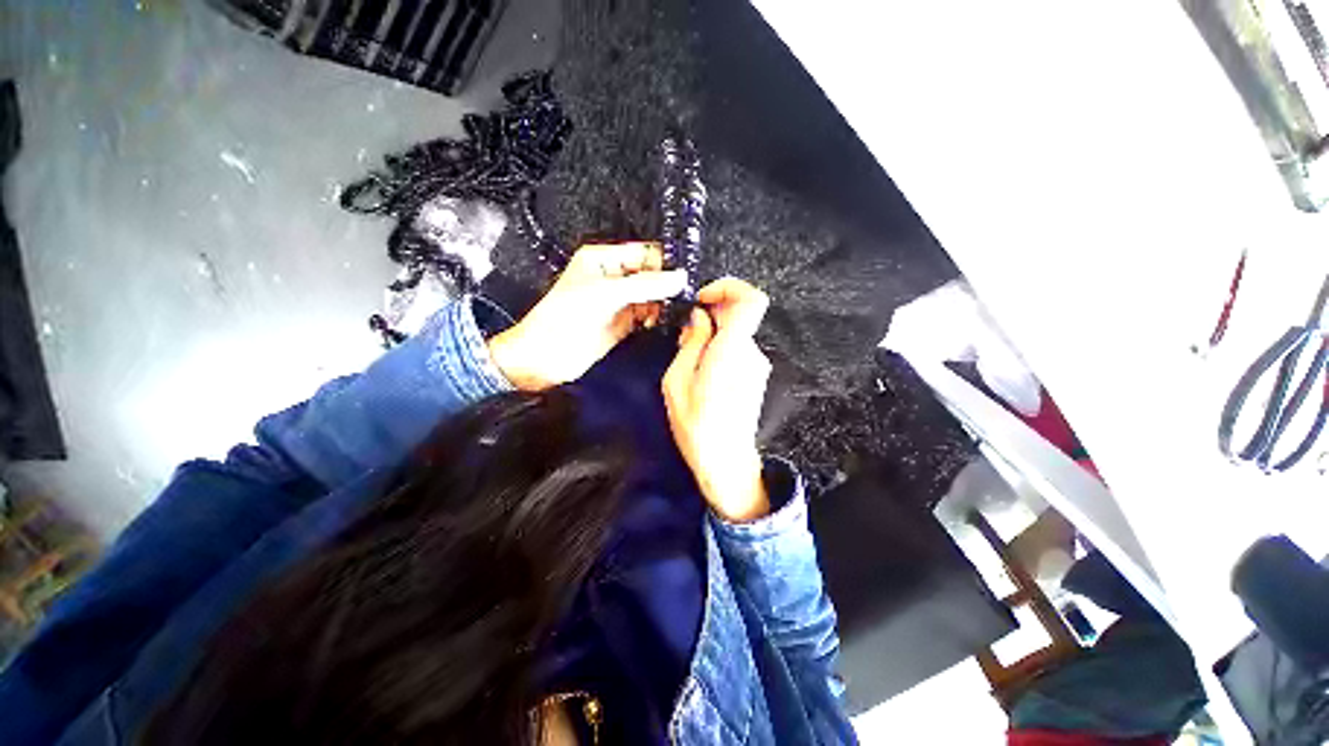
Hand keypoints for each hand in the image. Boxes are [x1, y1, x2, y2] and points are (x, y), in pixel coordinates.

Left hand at [488, 243, 685, 390]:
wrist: (545, 357)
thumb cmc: (558, 320)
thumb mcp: (605, 294)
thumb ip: (644, 285)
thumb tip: (677, 278)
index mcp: (602, 260)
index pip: (643, 253)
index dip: (664, 262)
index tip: (682, 275)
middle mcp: (612, 279)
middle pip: (651, 275)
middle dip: (666, 284)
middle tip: (680, 294)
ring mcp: (618, 302)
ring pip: (652, 296)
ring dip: (664, 302)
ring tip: (671, 309)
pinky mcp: (623, 323)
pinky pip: (648, 315)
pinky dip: (657, 318)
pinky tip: (660, 321)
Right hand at [662, 278, 772, 522]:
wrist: (727, 462)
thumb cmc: (696, 427)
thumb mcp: (677, 382)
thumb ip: (691, 343)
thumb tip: (700, 317)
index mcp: (731, 352)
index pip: (751, 300)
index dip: (728, 287)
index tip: (704, 298)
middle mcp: (751, 353)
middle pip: (738, 315)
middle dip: (710, 317)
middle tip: (685, 338)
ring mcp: (757, 365)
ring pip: (735, 333)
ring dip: (712, 337)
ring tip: (690, 363)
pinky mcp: (755, 374)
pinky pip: (737, 349)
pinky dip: (719, 350)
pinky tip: (703, 374)